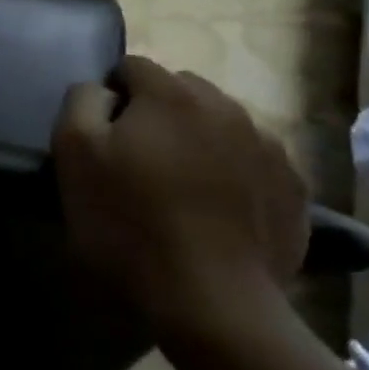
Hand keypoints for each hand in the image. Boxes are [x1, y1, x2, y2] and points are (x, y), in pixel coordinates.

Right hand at [53, 55, 308, 336]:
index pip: (132, 67)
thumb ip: (81, 102)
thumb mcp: (74, 154)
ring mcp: (268, 147)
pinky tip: (216, 210)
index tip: (102, 135)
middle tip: (138, 159)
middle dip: (157, 112)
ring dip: (197, 139)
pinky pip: (252, 161)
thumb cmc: (129, 223)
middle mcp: (226, 106)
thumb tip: (101, 90)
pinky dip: (232, 172)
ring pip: (220, 123)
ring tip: (180, 186)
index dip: (110, 95)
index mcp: (171, 94)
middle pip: (180, 90)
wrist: (211, 302)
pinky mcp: (293, 189)